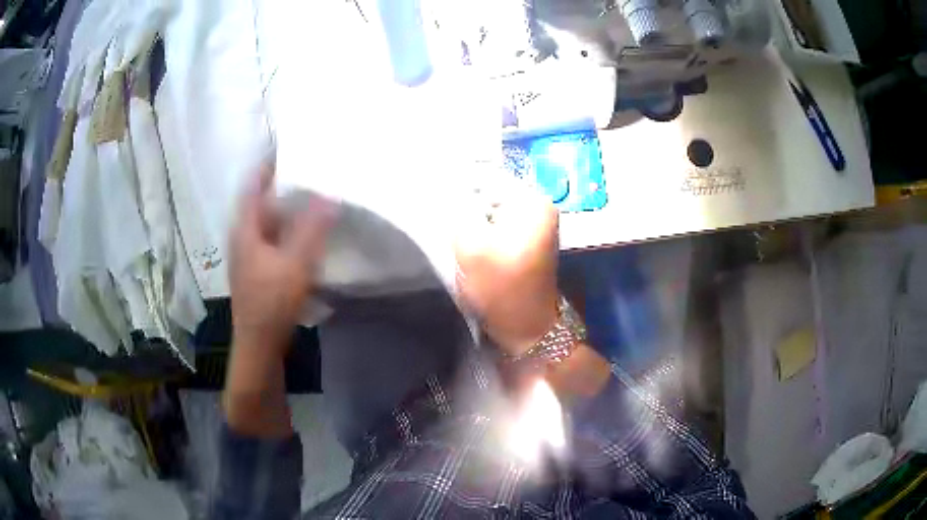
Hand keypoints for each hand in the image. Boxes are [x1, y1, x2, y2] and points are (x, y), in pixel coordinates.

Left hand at [229, 165, 334, 353]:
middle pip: (260, 202)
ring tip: (310, 198)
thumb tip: (329, 196)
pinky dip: (286, 230)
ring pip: (266, 222)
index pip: (253, 185)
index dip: (267, 165)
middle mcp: (243, 237)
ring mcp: (248, 255)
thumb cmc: (272, 302)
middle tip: (308, 172)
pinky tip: (303, 236)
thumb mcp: (295, 264)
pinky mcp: (257, 270)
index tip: (288, 148)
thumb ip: (312, 229)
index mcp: (246, 229)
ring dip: (285, 209)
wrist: (259, 343)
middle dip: (281, 185)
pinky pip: (271, 238)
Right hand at [455, 188, 558, 356]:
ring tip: (457, 237)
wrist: (526, 329)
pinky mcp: (527, 240)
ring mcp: (535, 224)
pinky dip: (482, 232)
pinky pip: (497, 225)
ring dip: (472, 221)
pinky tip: (470, 246)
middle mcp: (539, 206)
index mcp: (532, 201)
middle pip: (489, 193)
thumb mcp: (470, 245)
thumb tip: (447, 190)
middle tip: (446, 223)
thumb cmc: (501, 288)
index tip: (440, 207)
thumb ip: (456, 210)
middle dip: (466, 206)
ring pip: (491, 210)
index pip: (486, 177)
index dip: (458, 189)